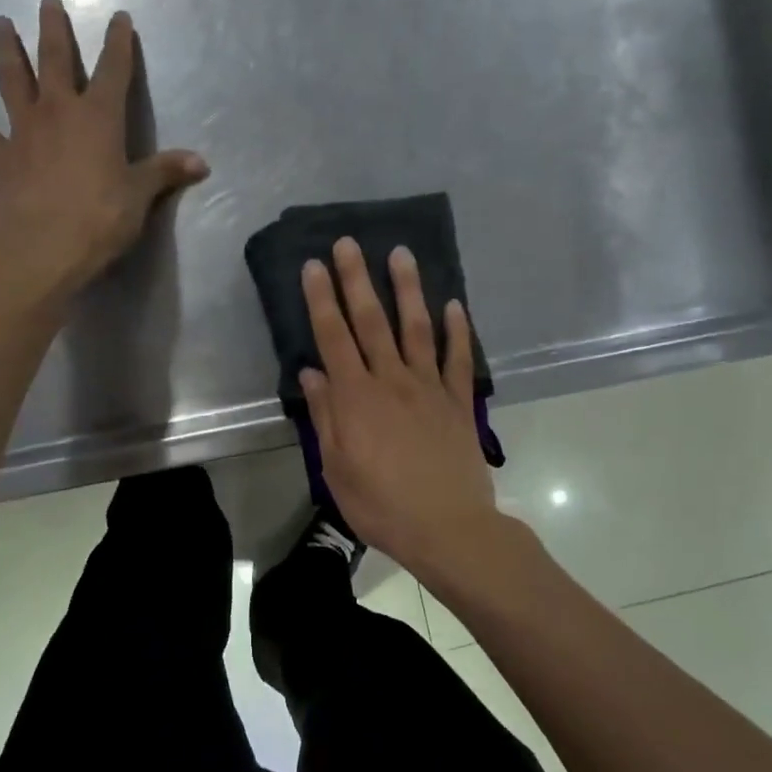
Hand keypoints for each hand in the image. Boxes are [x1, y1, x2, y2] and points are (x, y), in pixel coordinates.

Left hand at [0, 0, 207, 299]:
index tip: (119, 17)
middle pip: (55, 60)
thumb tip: (202, 162)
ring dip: (6, 51)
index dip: (118, 42)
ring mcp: (24, 131)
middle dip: (53, 29)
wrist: (43, 247)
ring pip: (12, 81)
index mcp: (99, 118)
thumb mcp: (140, 196)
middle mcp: (58, 112)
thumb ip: (165, 172)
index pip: (113, 70)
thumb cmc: (100, 218)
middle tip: (47, 1)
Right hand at [299, 238, 501, 579]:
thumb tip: (312, 372)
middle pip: (372, 321)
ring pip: (417, 328)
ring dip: (408, 289)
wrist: (448, 528)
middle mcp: (392, 380)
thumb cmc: (381, 505)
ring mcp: (430, 387)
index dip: (322, 299)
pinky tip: (454, 305)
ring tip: (401, 253)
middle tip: (349, 243)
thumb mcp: (337, 468)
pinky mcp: (459, 402)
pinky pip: (459, 359)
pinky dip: (458, 330)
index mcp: (356, 397)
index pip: (334, 337)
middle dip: (357, 279)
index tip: (314, 265)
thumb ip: (325, 416)